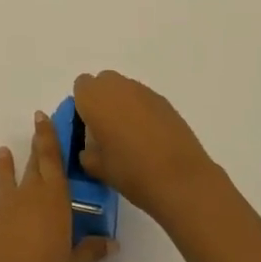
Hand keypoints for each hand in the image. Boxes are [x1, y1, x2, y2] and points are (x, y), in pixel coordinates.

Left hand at [0, 112, 114, 261]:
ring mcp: (4, 207)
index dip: (47, 136)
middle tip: (36, 126)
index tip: (42, 116)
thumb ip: (90, 250)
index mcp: (53, 199)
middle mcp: (27, 195)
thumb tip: (111, 242)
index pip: (51, 158)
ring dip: (7, 165)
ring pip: (7, 178)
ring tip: (4, 152)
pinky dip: (2, 199)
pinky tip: (5, 207)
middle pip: (32, 164)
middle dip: (35, 146)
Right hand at [72, 71, 216, 222]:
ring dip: (123, 105)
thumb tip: (90, 147)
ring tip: (130, 136)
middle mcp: (117, 87)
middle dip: (102, 100)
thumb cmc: (130, 172)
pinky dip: (142, 112)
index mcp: (94, 98)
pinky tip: (150, 138)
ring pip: (125, 89)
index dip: (82, 105)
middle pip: (103, 82)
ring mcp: (144, 91)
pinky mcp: (165, 101)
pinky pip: (144, 100)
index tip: (88, 127)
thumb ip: (86, 152)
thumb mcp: (96, 168)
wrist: (180, 179)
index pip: (81, 87)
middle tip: (106, 130)